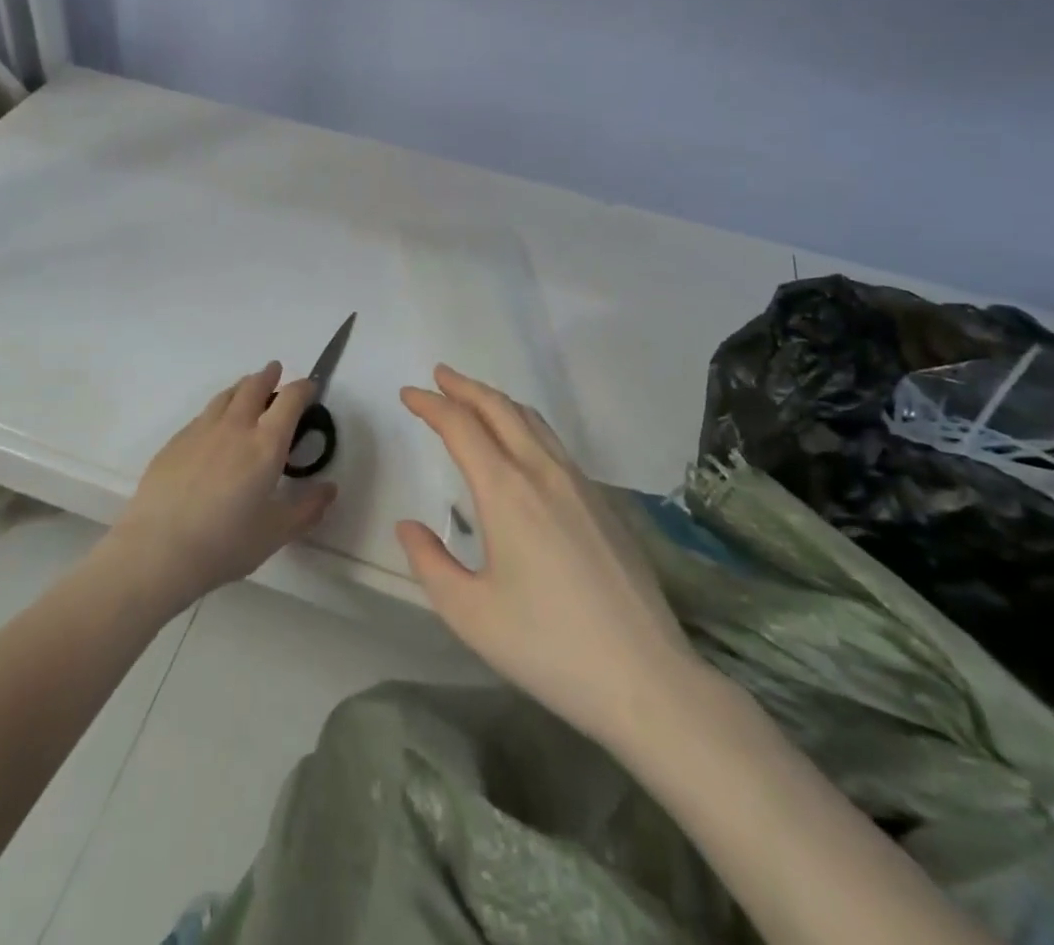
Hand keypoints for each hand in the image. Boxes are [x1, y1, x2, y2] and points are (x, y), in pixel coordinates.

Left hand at [108, 363, 338, 615]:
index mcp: (266, 444)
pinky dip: (217, 410)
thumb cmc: (224, 543)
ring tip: (247, 387)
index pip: (289, 400)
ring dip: (241, 387)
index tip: (309, 387)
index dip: (302, 388)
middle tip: (275, 371)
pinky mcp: (175, 442)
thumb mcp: (275, 533)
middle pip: (253, 387)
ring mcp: (200, 431)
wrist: (157, 550)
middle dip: (268, 376)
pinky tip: (214, 425)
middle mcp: (235, 427)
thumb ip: (307, 509)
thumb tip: (330, 489)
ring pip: (225, 396)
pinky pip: (202, 415)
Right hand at [397, 365, 703, 750]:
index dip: (431, 405)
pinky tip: (520, 445)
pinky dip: (525, 425)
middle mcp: (543, 472)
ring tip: (474, 399)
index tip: (408, 394)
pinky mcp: (603, 502)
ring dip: (497, 401)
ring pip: (532, 421)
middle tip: (438, 376)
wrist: (645, 678)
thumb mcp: (470, 613)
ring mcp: (580, 484)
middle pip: (500, 408)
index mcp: (506, 491)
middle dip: (465, 388)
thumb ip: (430, 563)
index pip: (461, 426)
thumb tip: (408, 526)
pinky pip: (554, 443)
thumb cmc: (547, 646)